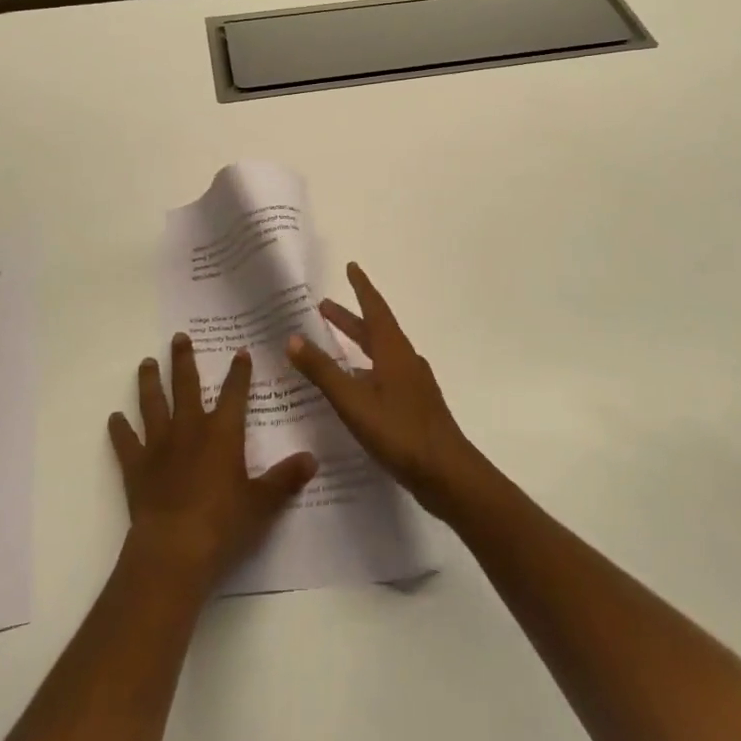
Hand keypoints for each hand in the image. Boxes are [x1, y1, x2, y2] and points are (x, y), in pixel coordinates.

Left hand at [109, 333, 316, 595]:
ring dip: (149, 382)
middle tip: (178, 337)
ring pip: (153, 404)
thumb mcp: (262, 503)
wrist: (173, 550)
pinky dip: (120, 430)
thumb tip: (312, 459)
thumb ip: (285, 479)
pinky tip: (114, 418)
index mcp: (222, 432)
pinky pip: (126, 442)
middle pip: (186, 385)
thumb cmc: (222, 524)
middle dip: (183, 360)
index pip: (234, 393)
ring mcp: (159, 445)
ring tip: (146, 362)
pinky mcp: (136, 467)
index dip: (239, 372)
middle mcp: (190, 428)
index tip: (240, 351)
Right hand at [287, 263, 480, 517]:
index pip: (375, 308)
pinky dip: (366, 369)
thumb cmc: (400, 431)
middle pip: (375, 330)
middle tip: (325, 307)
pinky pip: (385, 374)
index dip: (361, 287)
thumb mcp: (353, 401)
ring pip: (380, 353)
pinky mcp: (415, 405)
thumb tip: (293, 338)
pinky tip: (355, 387)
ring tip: (333, 345)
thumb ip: (322, 371)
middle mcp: (404, 359)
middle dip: (350, 318)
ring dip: (357, 344)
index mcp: (393, 350)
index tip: (351, 266)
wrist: (448, 474)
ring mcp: (412, 383)